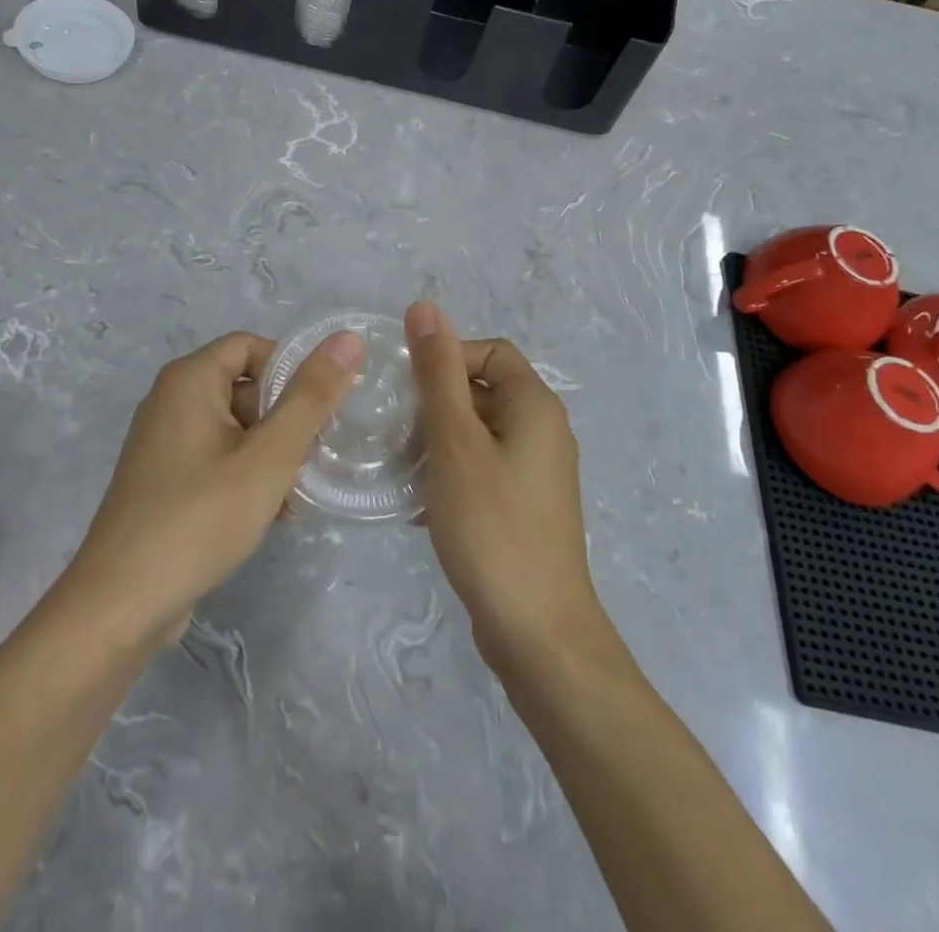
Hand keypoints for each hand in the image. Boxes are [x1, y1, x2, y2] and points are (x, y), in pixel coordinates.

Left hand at [66, 330, 362, 645]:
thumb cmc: (200, 518)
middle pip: (246, 387)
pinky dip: (247, 475)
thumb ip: (311, 397)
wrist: (120, 606)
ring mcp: (164, 442)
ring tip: (297, 495)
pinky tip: (273, 515)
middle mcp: (171, 400)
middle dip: (286, 420)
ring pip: (236, 428)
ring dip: (272, 454)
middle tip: (314, 458)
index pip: (253, 346)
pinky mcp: (164, 480)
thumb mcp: (269, 457)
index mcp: (190, 379)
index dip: (292, 370)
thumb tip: (348, 339)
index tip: (322, 409)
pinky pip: (217, 458)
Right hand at [406, 302, 609, 670]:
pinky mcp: (525, 508)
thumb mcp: (455, 440)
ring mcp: (536, 474)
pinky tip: (417, 502)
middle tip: (395, 428)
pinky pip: (482, 470)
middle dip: (436, 403)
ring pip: (478, 434)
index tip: (407, 389)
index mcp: (535, 405)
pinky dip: (451, 474)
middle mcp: (544, 432)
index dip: (448, 358)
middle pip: (484, 391)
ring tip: (399, 464)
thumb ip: (438, 373)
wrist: (536, 632)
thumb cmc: (492, 524)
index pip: (490, 352)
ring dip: (437, 441)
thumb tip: (425, 306)